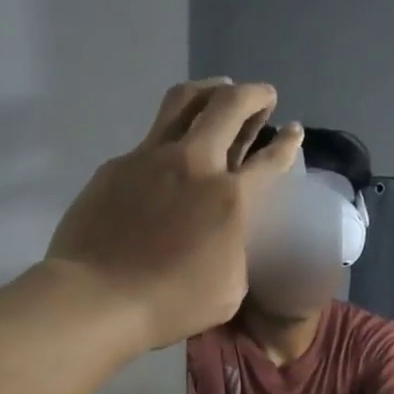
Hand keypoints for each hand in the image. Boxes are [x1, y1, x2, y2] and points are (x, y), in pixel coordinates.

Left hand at [47, 80, 303, 352]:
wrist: (98, 297)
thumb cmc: (172, 303)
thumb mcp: (229, 290)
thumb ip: (237, 251)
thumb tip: (230, 235)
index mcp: (230, 199)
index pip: (269, 160)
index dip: (287, 144)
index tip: (294, 130)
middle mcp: (194, 164)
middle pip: (228, 107)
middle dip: (252, 95)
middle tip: (263, 95)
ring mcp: (150, 158)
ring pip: (184, 102)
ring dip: (209, 91)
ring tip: (220, 91)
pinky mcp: (117, 165)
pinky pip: (150, 138)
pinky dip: (170, 135)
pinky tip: (169, 155)